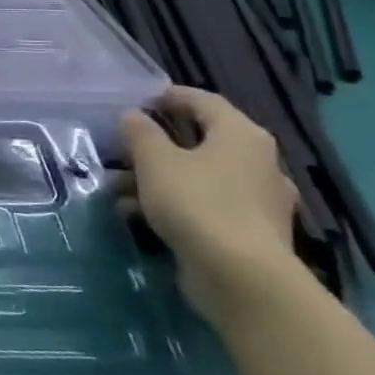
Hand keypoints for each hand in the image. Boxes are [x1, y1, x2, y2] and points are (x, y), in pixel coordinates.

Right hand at [118, 88, 301, 328]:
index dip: (170, 96)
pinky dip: (173, 205)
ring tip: (116, 189)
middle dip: (155, 145)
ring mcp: (258, 201)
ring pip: (198, 177)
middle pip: (200, 141)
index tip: (139, 101)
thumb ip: (140, 132)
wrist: (242, 279)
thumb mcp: (155, 160)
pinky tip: (137, 215)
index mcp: (241, 135)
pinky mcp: (250, 234)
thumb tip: (132, 116)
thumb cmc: (197, 203)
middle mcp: (258, 163)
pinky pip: (205, 206)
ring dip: (157, 179)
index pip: (204, 101)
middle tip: (122, 148)